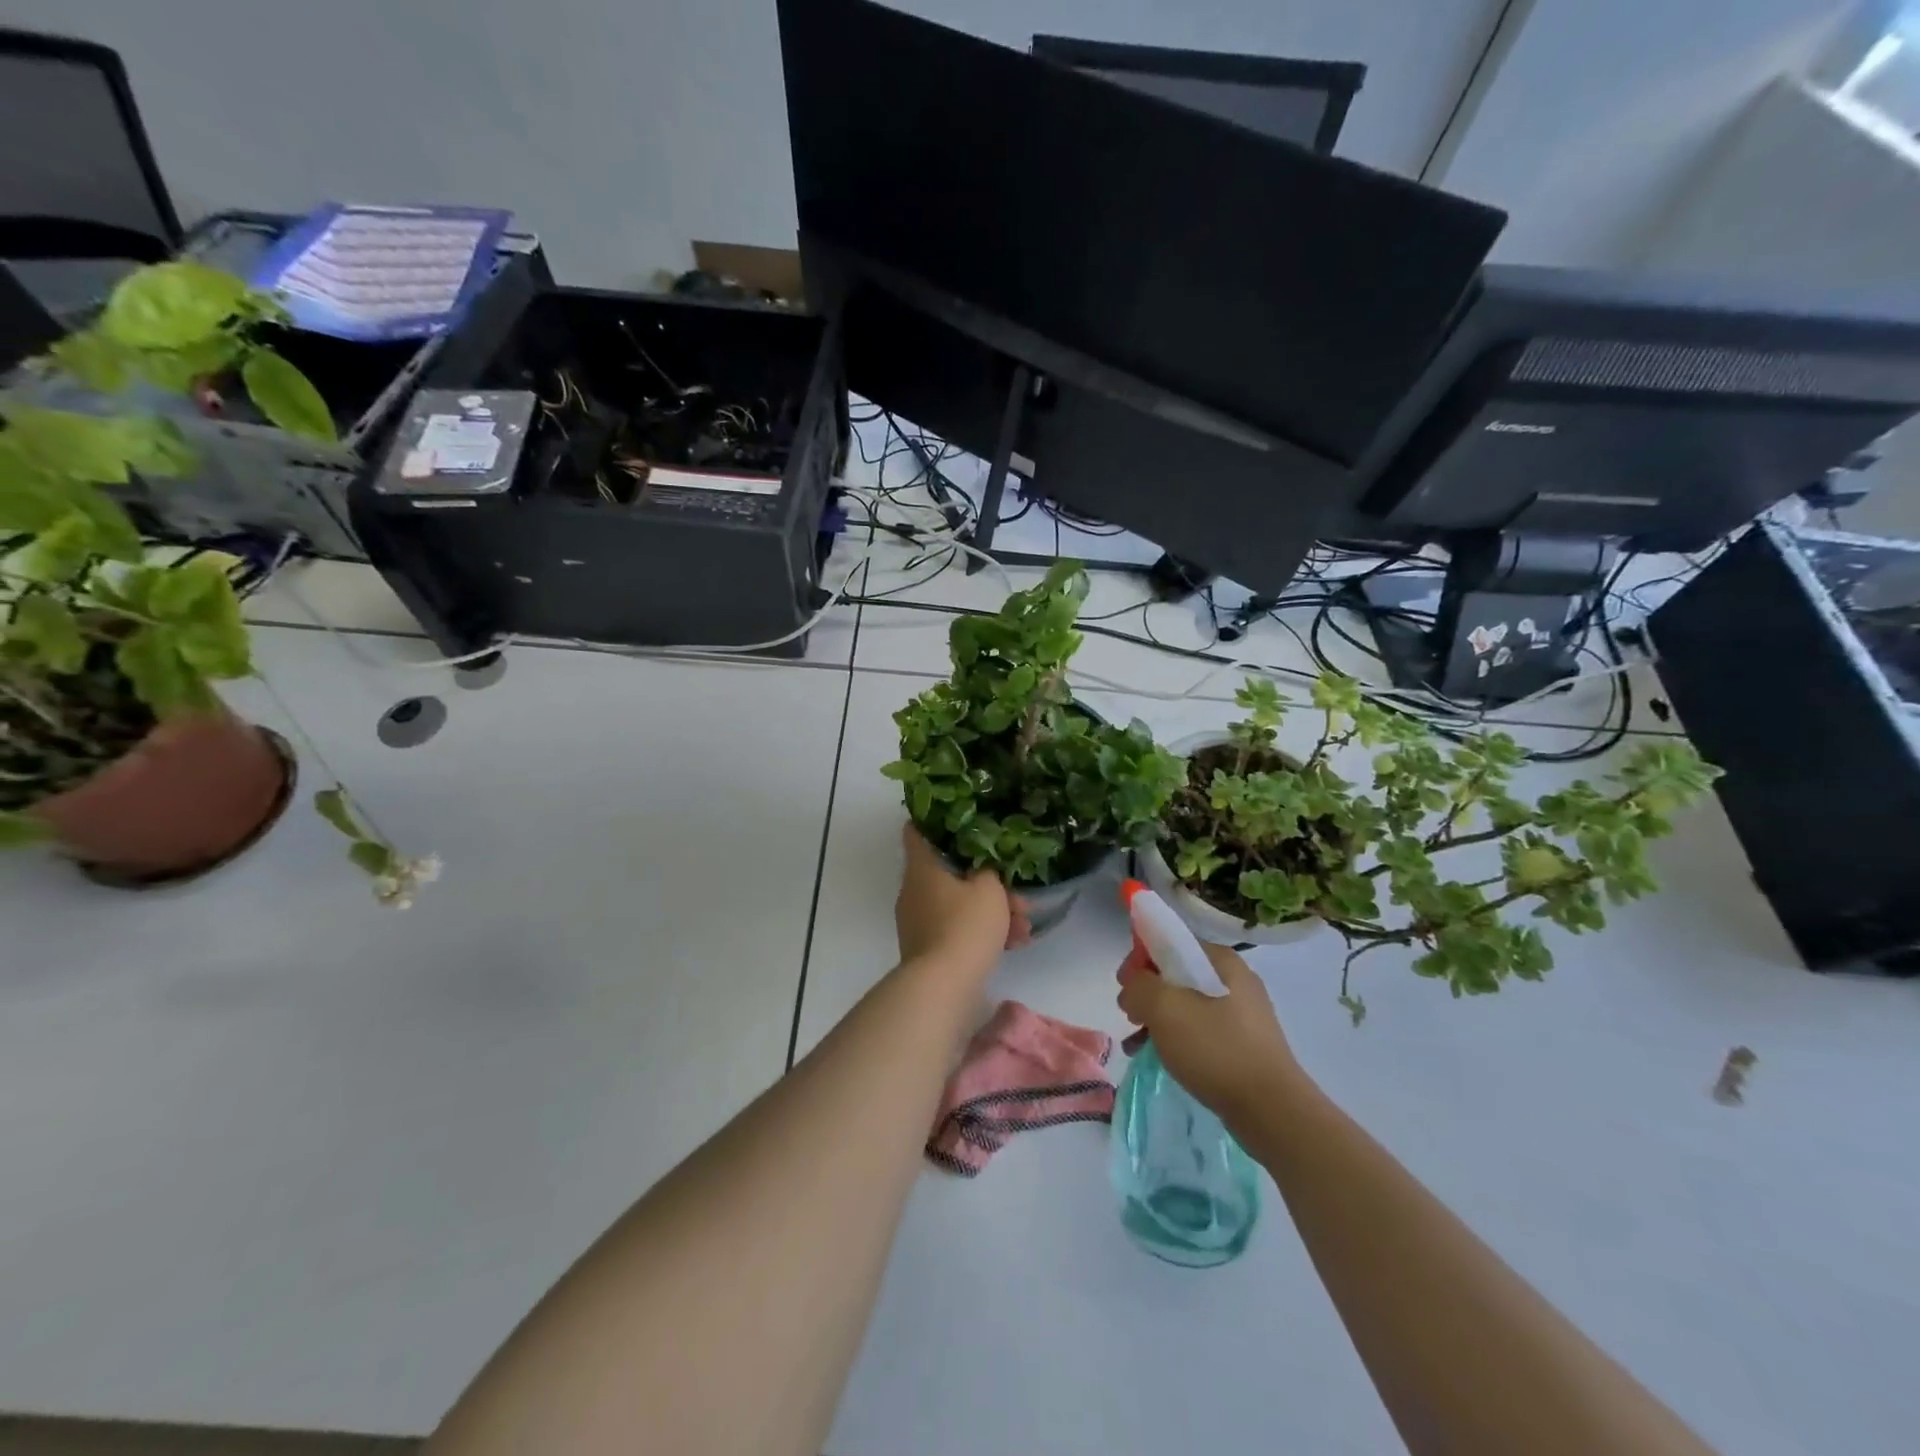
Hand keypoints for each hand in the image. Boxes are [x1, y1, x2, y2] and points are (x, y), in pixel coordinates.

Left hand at [895, 825, 1029, 972]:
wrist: (944, 985)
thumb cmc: (965, 924)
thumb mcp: (989, 888)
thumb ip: (990, 869)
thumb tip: (984, 867)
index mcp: (922, 866)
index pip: (918, 831)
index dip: (936, 821)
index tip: (961, 820)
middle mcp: (914, 889)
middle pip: (949, 872)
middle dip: (986, 880)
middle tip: (1016, 891)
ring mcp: (919, 920)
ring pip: (958, 902)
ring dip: (991, 910)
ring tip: (1024, 925)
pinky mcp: (928, 946)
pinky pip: (957, 927)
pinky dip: (981, 931)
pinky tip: (1015, 943)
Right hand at [1116, 940, 1302, 1120]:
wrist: (1272, 1110)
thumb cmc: (1215, 1048)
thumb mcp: (1164, 1007)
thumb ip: (1138, 986)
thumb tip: (1133, 988)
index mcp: (1221, 961)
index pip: (1172, 942)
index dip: (1141, 958)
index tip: (1124, 985)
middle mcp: (1235, 980)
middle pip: (1177, 974)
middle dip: (1148, 993)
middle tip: (1130, 1016)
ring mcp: (1243, 1014)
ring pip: (1186, 1005)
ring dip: (1157, 1019)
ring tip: (1136, 1043)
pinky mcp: (1244, 1045)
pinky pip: (1201, 1030)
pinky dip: (1176, 1038)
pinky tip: (1158, 1058)